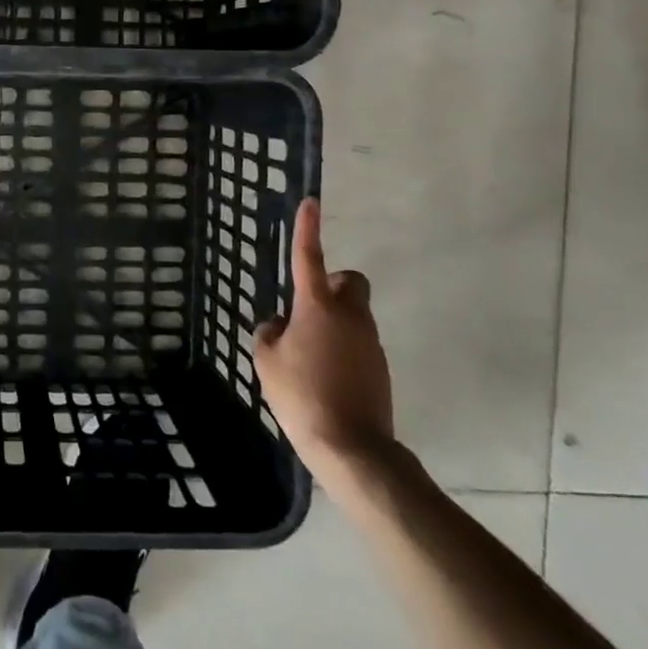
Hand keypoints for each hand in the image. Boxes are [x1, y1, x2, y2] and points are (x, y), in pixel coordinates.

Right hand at [254, 198, 394, 487]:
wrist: (351, 446)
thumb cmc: (302, 395)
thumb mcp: (267, 361)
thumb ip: (269, 334)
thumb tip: (278, 325)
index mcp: (317, 307)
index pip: (309, 257)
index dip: (307, 228)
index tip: (311, 202)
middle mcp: (349, 316)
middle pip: (349, 281)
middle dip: (332, 284)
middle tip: (308, 307)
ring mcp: (369, 342)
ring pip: (354, 313)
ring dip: (334, 321)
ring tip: (308, 356)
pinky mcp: (380, 367)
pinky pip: (358, 342)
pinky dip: (342, 348)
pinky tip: (325, 377)